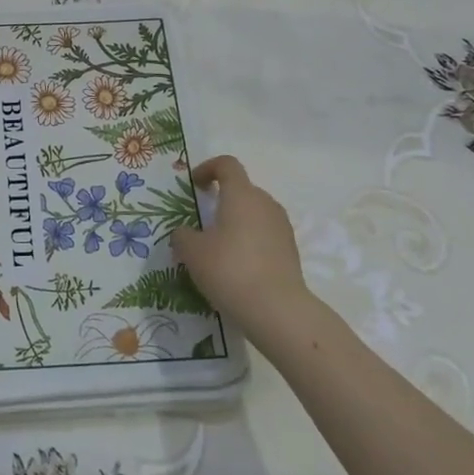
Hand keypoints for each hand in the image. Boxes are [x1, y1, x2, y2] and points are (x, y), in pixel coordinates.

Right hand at [170, 156, 314, 325]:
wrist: (277, 310)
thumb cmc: (229, 269)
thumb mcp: (192, 252)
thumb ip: (182, 235)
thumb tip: (185, 233)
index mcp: (241, 195)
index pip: (227, 164)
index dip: (208, 168)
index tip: (194, 185)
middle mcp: (265, 203)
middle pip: (242, 189)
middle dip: (222, 199)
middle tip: (203, 222)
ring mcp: (282, 227)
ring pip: (254, 213)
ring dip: (236, 222)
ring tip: (219, 247)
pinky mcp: (291, 250)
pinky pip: (265, 235)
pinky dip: (250, 241)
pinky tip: (237, 266)